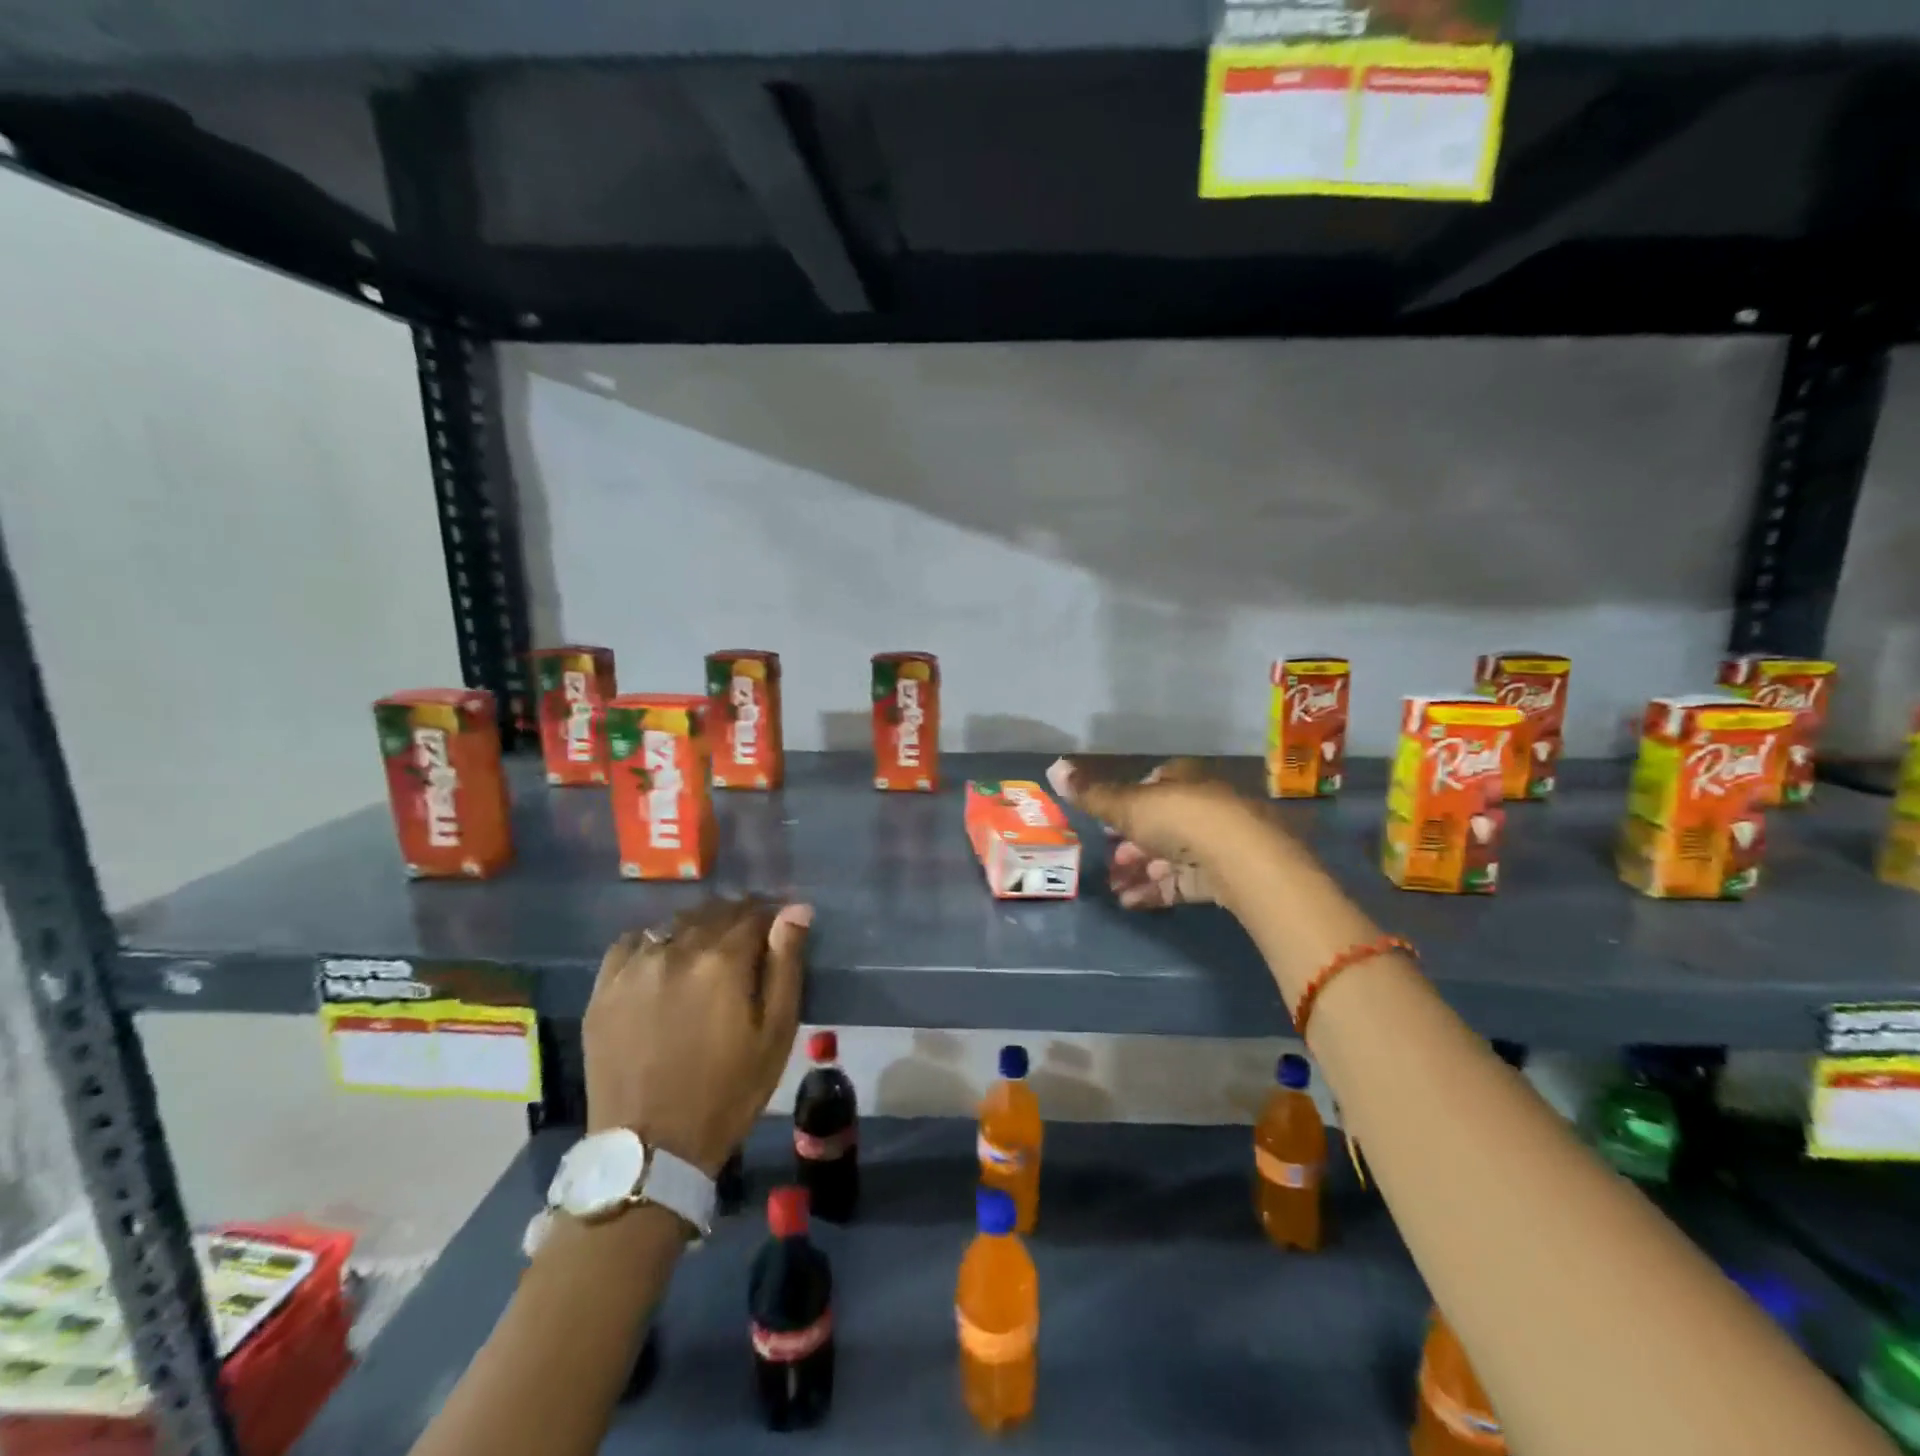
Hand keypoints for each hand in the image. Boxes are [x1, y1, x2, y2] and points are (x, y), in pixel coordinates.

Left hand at [584, 898, 811, 1174]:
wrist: (651, 1149)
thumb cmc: (728, 1092)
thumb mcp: (776, 1033)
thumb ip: (786, 964)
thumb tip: (796, 909)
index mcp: (723, 960)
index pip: (754, 912)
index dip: (771, 915)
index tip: (778, 928)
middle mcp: (676, 949)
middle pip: (714, 912)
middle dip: (736, 919)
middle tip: (747, 942)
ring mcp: (635, 967)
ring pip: (675, 924)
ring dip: (697, 929)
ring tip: (707, 953)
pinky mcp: (604, 988)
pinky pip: (633, 942)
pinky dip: (654, 942)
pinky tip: (663, 962)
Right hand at [1048, 756, 1265, 909]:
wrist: (1241, 859)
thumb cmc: (1179, 819)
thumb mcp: (1126, 805)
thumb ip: (1091, 794)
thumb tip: (1052, 767)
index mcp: (1181, 778)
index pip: (1150, 785)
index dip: (1124, 805)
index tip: (1104, 825)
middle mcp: (1201, 804)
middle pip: (1158, 823)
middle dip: (1129, 844)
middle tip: (1107, 862)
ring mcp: (1215, 841)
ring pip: (1169, 854)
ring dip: (1139, 871)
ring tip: (1114, 888)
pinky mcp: (1223, 875)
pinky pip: (1182, 881)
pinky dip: (1155, 890)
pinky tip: (1130, 903)